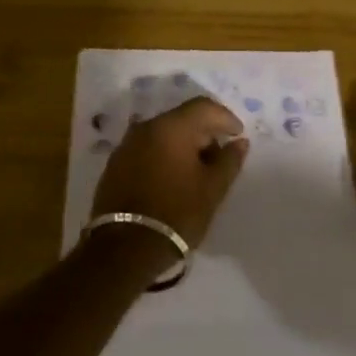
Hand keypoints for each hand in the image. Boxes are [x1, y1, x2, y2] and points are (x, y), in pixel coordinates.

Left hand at [91, 97, 248, 248]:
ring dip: (184, 145)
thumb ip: (229, 160)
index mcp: (171, 127)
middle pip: (182, 118)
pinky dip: (165, 155)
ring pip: (164, 133)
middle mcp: (146, 127)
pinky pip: (148, 148)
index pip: (203, 107)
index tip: (238, 136)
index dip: (225, 118)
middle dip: (205, 132)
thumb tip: (239, 142)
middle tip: (220, 157)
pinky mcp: (116, 163)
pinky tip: (174, 178)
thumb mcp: (212, 189)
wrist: (124, 248)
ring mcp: (127, 145)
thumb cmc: (176, 214)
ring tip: (198, 171)